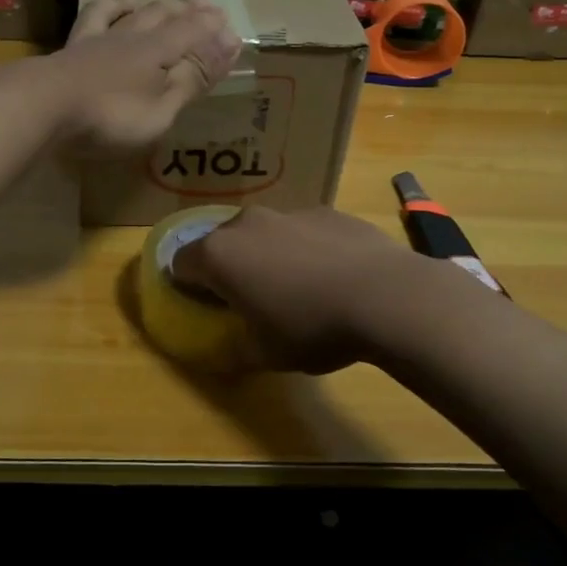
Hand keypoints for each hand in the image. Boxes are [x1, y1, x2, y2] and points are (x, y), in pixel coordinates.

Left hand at [41, 0, 242, 155]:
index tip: (232, 29)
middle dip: (189, 12)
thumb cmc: (110, 116)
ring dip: (152, 6)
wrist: (42, 106)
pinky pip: (94, 17)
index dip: (214, 32)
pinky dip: (108, 5)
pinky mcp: (72, 48)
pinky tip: (113, 0)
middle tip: (208, 5)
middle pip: (165, 17)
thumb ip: (191, 79)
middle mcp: (131, 37)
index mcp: (158, 52)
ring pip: (132, 13)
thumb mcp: (161, 109)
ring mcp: (99, 40)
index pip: (193, 34)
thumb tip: (228, 45)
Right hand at [170, 206, 431, 372]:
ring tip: (297, 288)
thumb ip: (235, 350)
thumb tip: (226, 353)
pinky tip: (332, 276)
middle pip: (221, 243)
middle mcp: (246, 224)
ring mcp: (288, 212)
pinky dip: (305, 248)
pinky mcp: (326, 211)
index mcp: (219, 255)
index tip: (207, 307)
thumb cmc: (312, 328)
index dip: (187, 286)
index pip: (180, 264)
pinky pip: (300, 230)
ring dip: (267, 255)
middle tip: (250, 299)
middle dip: (228, 267)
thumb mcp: (266, 355)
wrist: (386, 296)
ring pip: (263, 233)